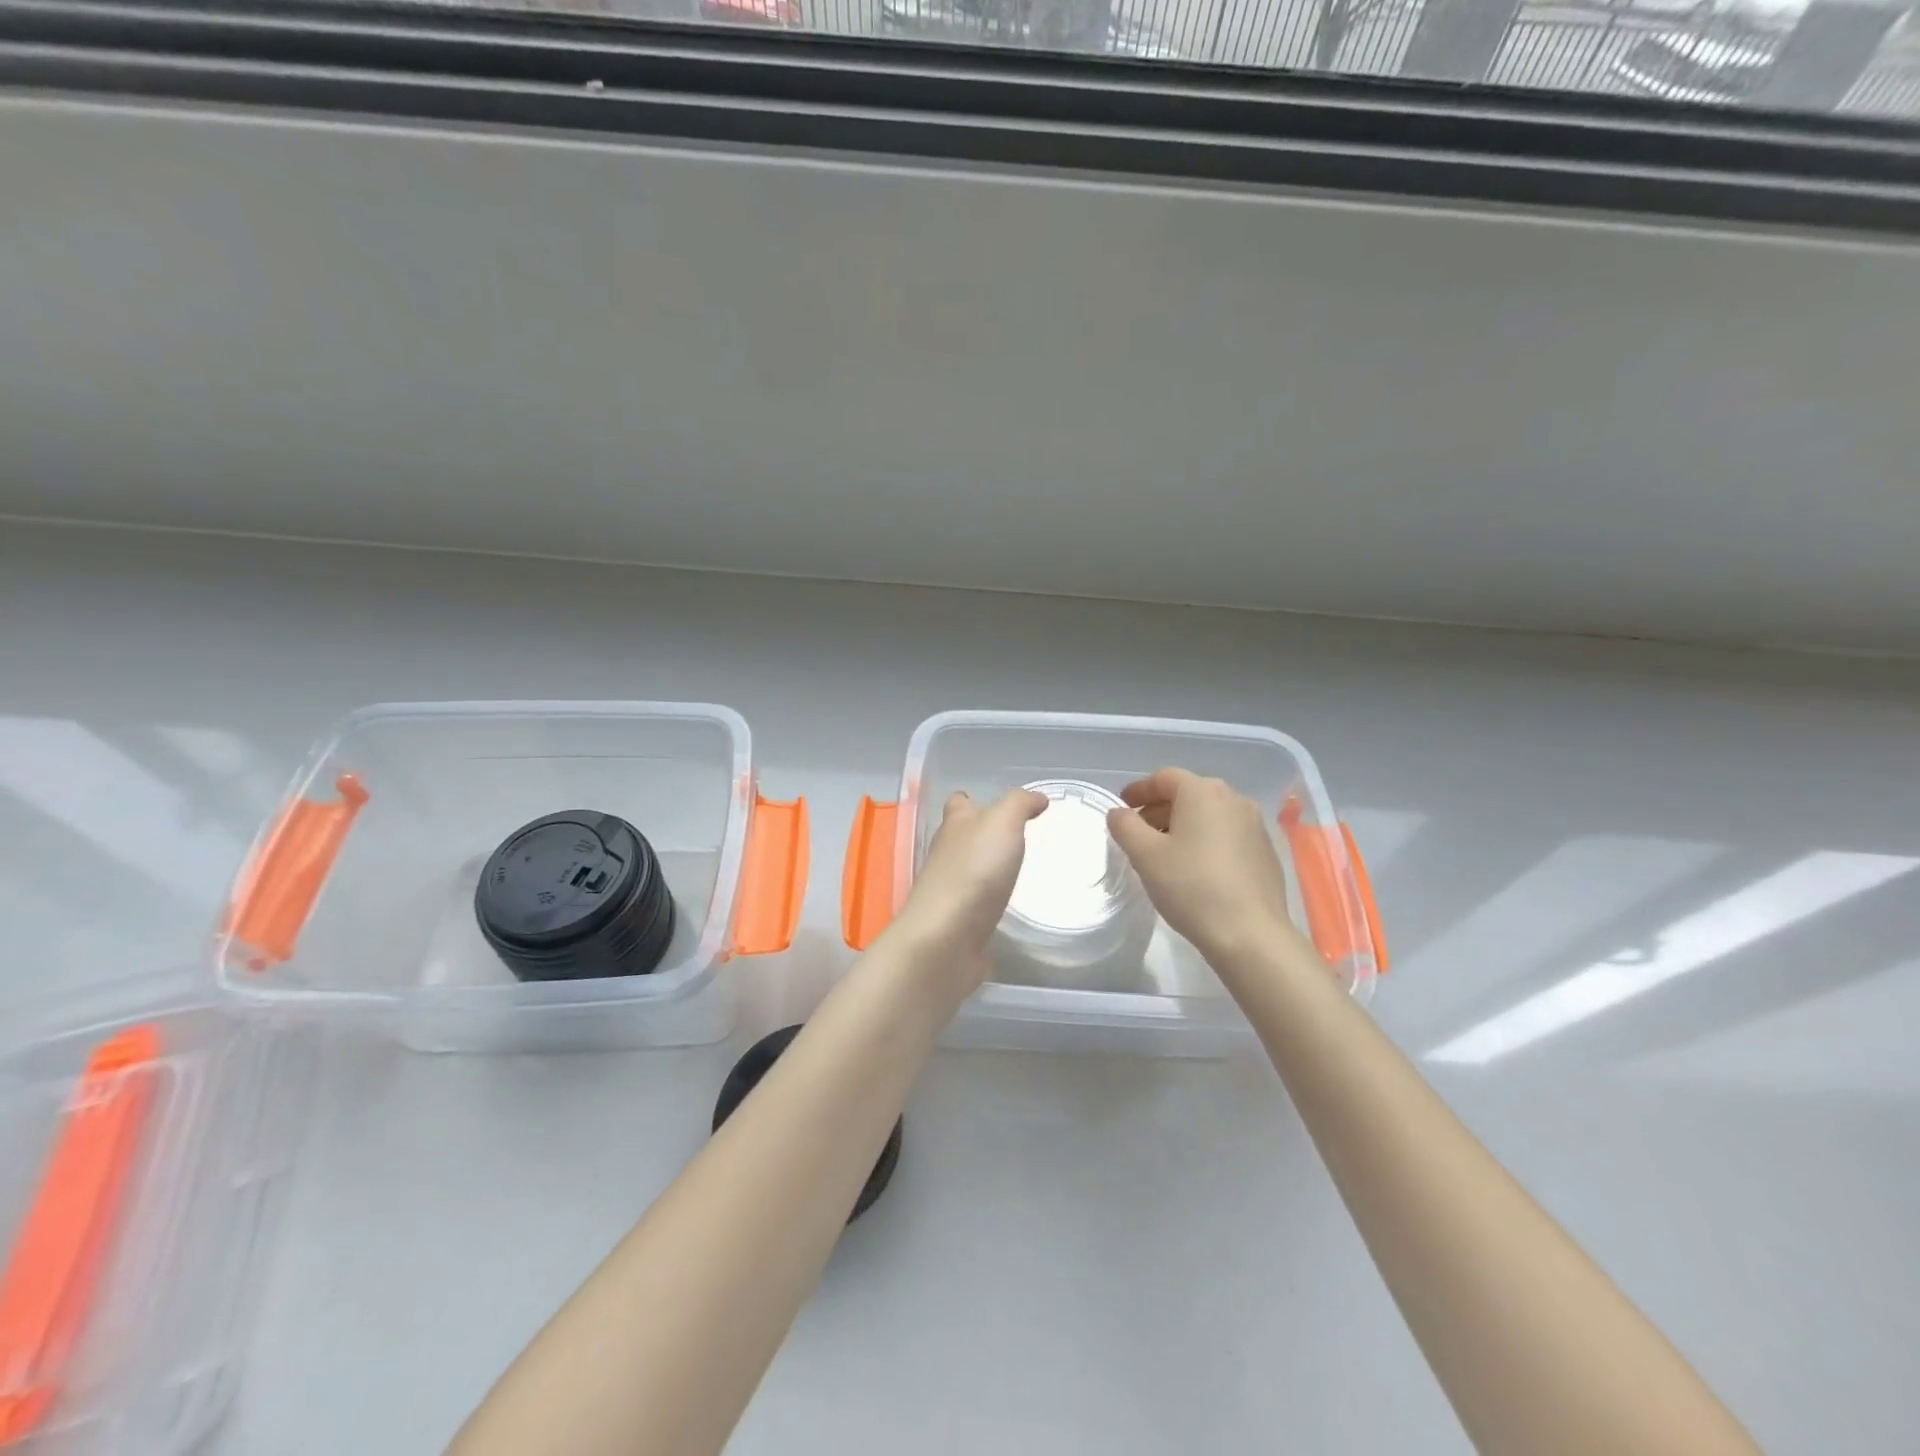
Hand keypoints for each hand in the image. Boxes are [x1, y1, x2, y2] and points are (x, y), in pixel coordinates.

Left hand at [891, 788, 1047, 981]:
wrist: (946, 938)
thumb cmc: (974, 871)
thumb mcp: (1002, 823)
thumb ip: (1019, 804)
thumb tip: (1037, 798)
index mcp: (955, 826)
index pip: (959, 803)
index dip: (975, 800)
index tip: (1002, 805)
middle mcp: (946, 855)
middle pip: (962, 838)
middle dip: (984, 836)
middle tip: (1021, 837)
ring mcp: (950, 891)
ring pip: (970, 872)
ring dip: (989, 870)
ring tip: (1021, 870)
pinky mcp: (958, 923)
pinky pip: (976, 907)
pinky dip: (990, 903)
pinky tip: (1010, 907)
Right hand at [1107, 768, 1297, 968]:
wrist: (1250, 935)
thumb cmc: (1191, 887)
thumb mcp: (1145, 855)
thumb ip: (1125, 826)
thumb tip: (1119, 813)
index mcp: (1203, 792)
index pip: (1164, 778)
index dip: (1139, 790)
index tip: (1122, 806)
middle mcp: (1234, 799)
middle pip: (1188, 794)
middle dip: (1160, 809)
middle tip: (1138, 832)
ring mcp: (1255, 825)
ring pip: (1209, 815)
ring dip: (1183, 825)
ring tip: (1164, 852)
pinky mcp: (1266, 852)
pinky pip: (1227, 834)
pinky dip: (1206, 840)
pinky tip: (1195, 868)